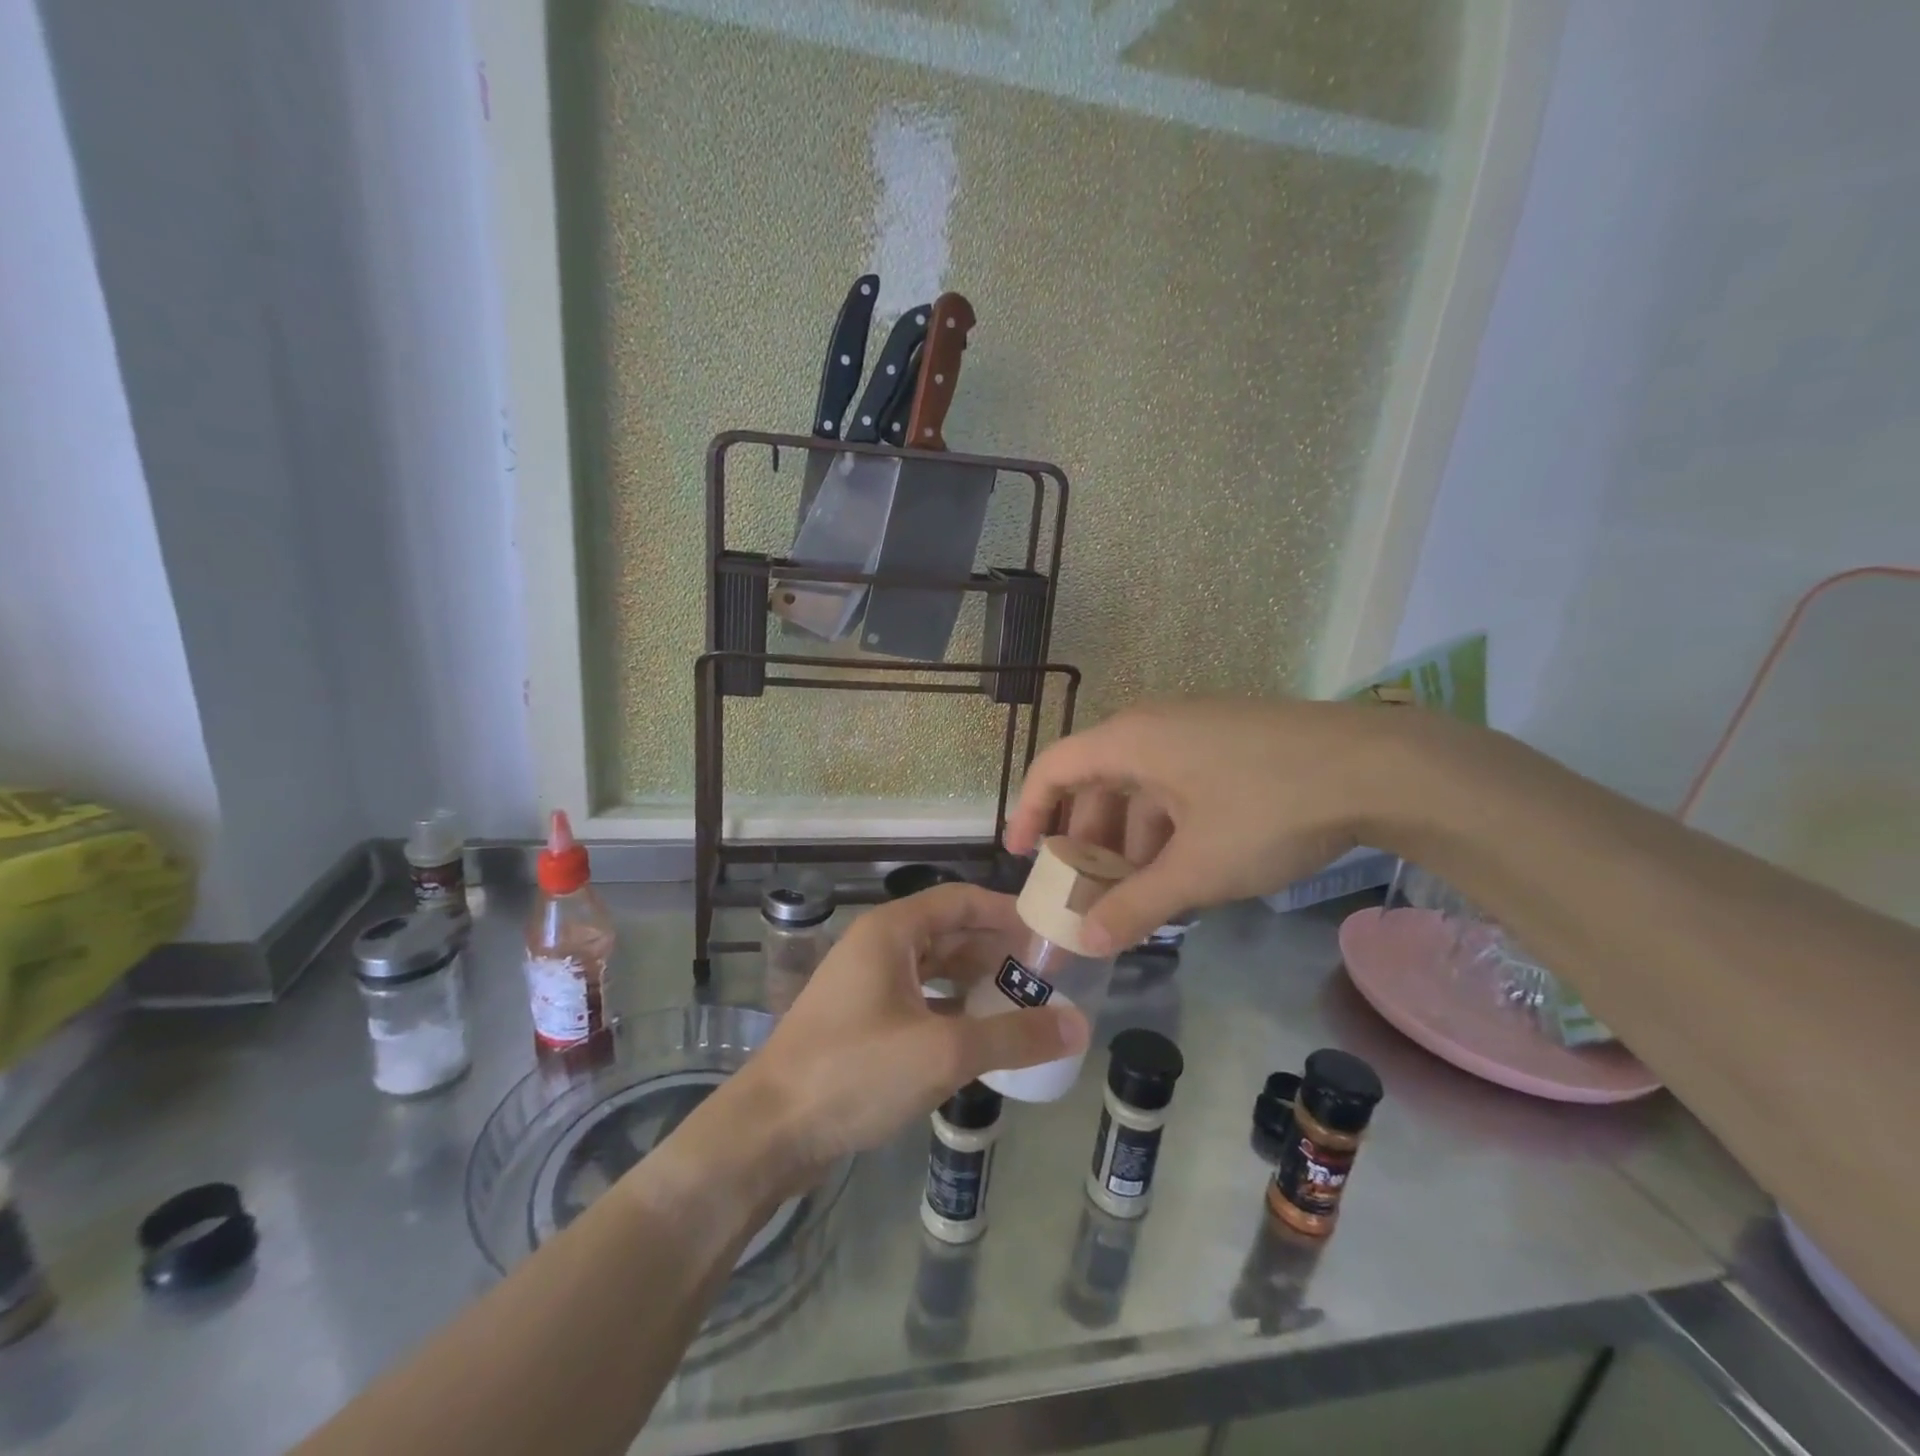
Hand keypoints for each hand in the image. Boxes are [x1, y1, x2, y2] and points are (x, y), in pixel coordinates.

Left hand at [737, 884, 1088, 1179]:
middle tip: (1047, 974)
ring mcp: (866, 984)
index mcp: (891, 931)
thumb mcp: (944, 1053)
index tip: (1050, 932)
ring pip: (934, 969)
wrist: (769, 1131)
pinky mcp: (861, 1021)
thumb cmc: (855, 1073)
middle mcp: (878, 946)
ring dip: (976, 981)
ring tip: (1023, 1003)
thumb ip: (1014, 1036)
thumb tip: (1080, 1026)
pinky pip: (919, 1000)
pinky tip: (980, 1036)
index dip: (1007, 912)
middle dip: (997, 950)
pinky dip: (952, 1009)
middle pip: (949, 933)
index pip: (961, 900)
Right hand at [1007, 698, 1401, 952]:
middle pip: (1097, 781)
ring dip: (1131, 840)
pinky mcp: (1232, 743)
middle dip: (1087, 839)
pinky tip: (1186, 869)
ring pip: (1141, 787)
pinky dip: (1167, 827)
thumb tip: (1086, 943)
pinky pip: (1177, 784)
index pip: (1053, 768)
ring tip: (1139, 892)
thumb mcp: (1196, 869)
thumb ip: (1135, 907)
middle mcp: (1155, 726)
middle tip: (1085, 888)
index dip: (1029, 811)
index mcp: (1130, 741)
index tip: (1020, 856)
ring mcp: (1197, 731)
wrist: (1380, 767)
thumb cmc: (1267, 809)